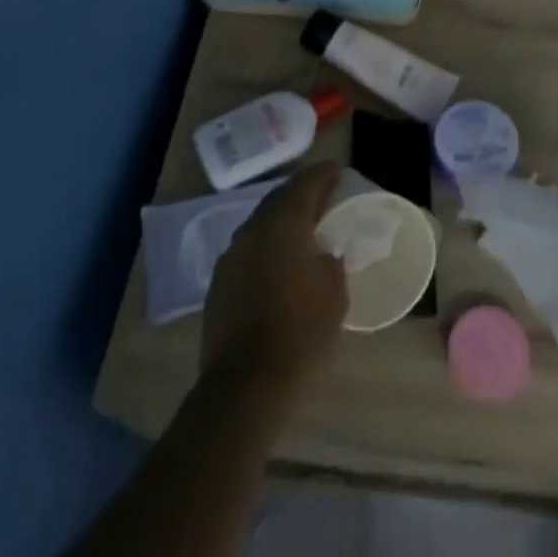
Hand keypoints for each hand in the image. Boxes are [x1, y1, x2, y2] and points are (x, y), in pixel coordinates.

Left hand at [201, 165, 348, 411]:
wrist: (246, 385)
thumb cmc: (301, 334)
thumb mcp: (334, 295)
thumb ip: (331, 264)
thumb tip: (325, 254)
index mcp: (283, 224)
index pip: (305, 184)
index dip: (323, 175)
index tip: (338, 171)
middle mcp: (252, 231)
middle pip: (278, 199)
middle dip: (302, 194)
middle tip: (324, 196)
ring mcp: (230, 256)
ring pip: (260, 224)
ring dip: (282, 219)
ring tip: (304, 227)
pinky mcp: (219, 283)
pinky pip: (248, 249)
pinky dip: (266, 245)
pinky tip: (279, 261)